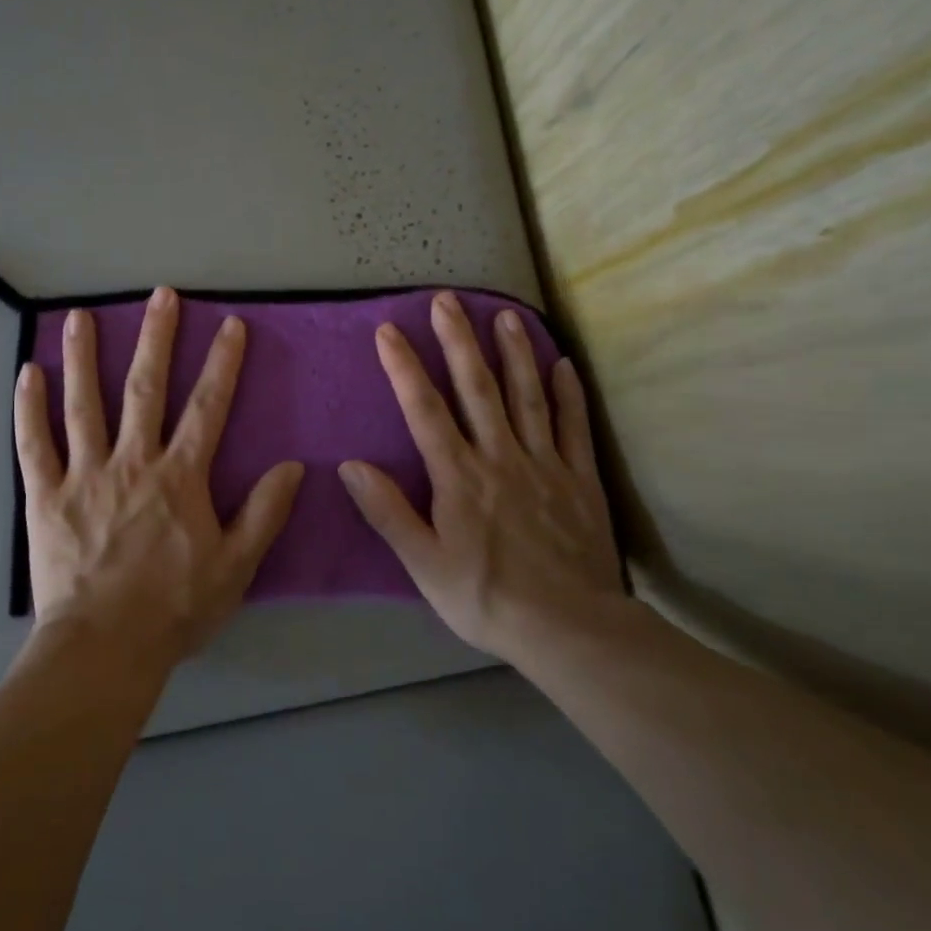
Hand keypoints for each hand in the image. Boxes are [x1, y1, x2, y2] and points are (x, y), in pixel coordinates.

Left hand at [14, 288, 304, 666]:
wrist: (104, 647)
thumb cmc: (173, 609)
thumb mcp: (236, 567)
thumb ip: (264, 513)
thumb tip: (292, 466)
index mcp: (179, 476)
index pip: (207, 407)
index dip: (222, 363)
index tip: (230, 325)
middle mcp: (132, 461)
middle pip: (145, 388)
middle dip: (156, 338)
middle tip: (160, 295)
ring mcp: (84, 474)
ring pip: (84, 403)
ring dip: (84, 356)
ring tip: (82, 315)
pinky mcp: (46, 494)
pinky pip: (34, 443)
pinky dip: (29, 407)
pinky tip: (28, 372)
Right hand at [338, 292, 624, 664]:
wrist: (570, 629)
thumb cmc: (486, 597)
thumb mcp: (424, 563)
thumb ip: (388, 512)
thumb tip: (351, 465)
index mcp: (459, 476)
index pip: (425, 410)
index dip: (404, 368)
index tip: (389, 330)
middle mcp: (500, 457)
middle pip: (477, 388)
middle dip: (459, 341)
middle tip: (447, 300)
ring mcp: (545, 464)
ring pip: (527, 396)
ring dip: (514, 353)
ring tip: (504, 315)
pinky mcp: (580, 480)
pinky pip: (573, 427)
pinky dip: (567, 393)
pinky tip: (562, 364)